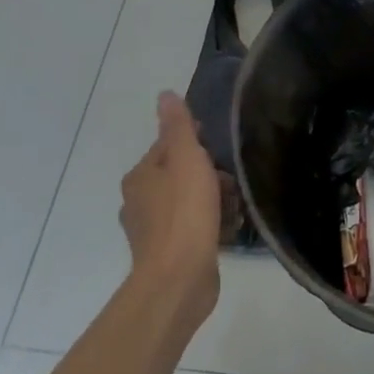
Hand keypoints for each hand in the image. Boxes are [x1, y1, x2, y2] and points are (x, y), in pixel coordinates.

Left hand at [119, 92, 220, 323]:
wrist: (179, 278)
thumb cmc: (185, 212)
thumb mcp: (186, 158)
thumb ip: (178, 126)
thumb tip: (165, 94)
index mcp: (140, 176)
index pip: (169, 146)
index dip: (198, 145)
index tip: (219, 154)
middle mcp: (139, 201)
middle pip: (181, 175)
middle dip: (210, 177)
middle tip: (230, 186)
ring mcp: (152, 231)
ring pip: (189, 203)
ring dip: (213, 203)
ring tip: (233, 210)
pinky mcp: (168, 255)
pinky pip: (193, 229)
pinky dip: (210, 226)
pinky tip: (227, 231)